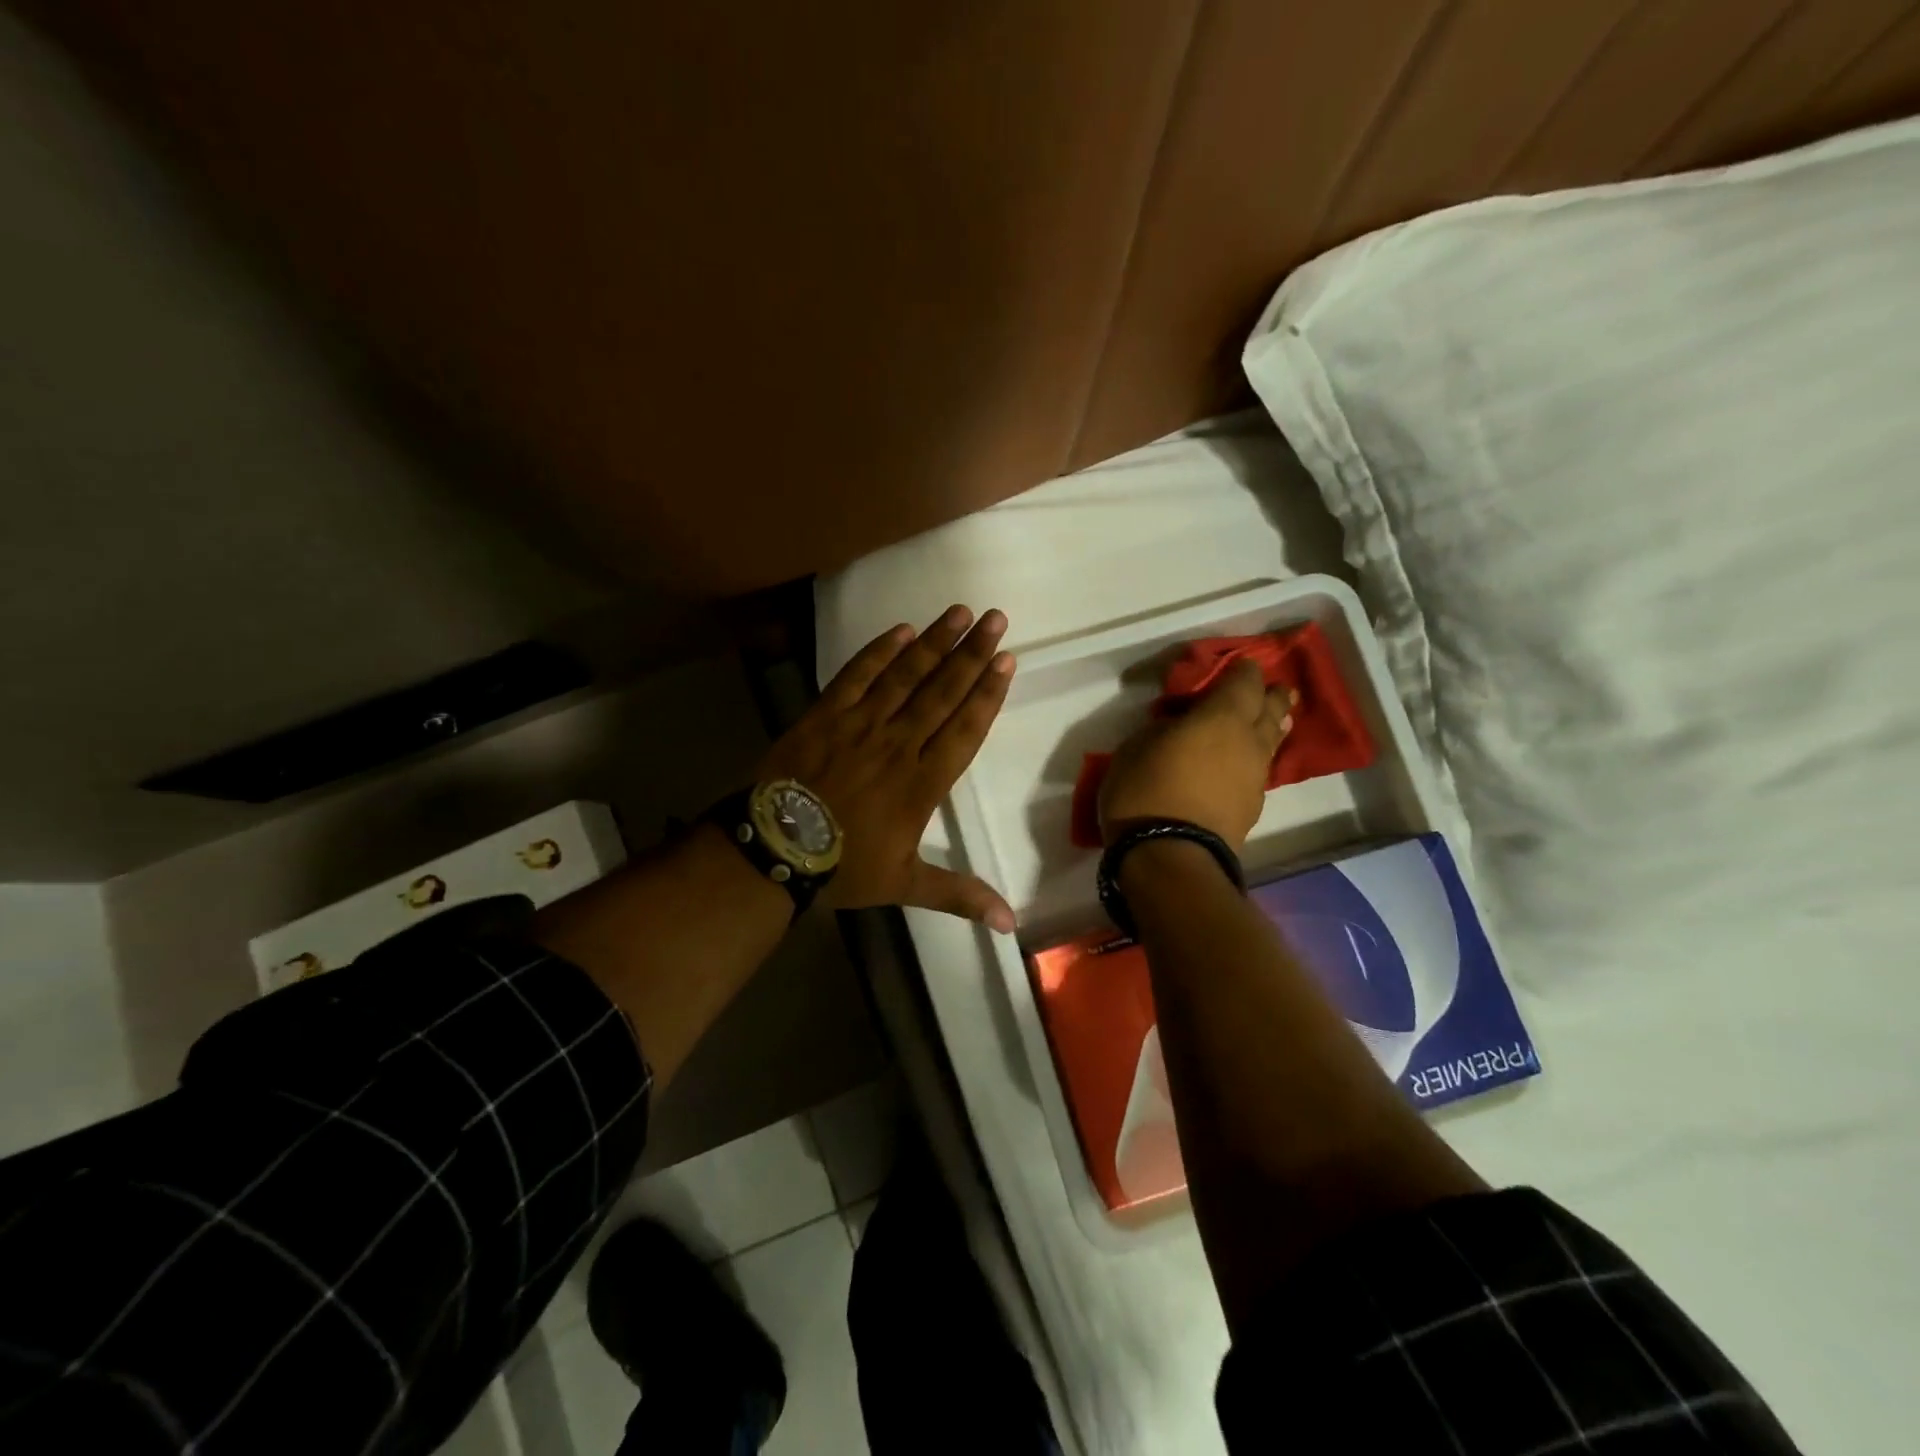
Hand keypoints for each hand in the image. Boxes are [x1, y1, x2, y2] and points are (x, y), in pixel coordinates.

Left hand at [758, 606, 1017, 930]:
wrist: (776, 849)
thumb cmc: (845, 867)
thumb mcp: (905, 885)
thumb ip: (959, 895)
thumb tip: (1011, 925)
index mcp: (923, 781)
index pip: (966, 728)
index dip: (988, 693)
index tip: (1008, 661)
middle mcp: (899, 743)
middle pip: (942, 691)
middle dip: (972, 653)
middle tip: (996, 619)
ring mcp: (861, 724)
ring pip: (905, 675)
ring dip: (934, 642)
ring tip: (960, 613)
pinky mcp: (826, 713)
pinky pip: (856, 675)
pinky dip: (878, 652)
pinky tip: (901, 630)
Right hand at [1098, 659, 1293, 849]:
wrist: (1170, 857)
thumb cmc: (1145, 792)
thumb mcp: (1135, 747)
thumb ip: (1164, 727)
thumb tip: (1181, 725)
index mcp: (1222, 717)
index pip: (1245, 680)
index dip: (1243, 670)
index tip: (1238, 665)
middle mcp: (1249, 741)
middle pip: (1272, 708)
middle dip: (1270, 695)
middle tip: (1267, 690)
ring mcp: (1256, 776)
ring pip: (1272, 741)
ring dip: (1269, 727)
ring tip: (1265, 722)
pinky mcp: (1253, 806)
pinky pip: (1260, 769)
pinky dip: (1254, 759)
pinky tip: (1242, 763)